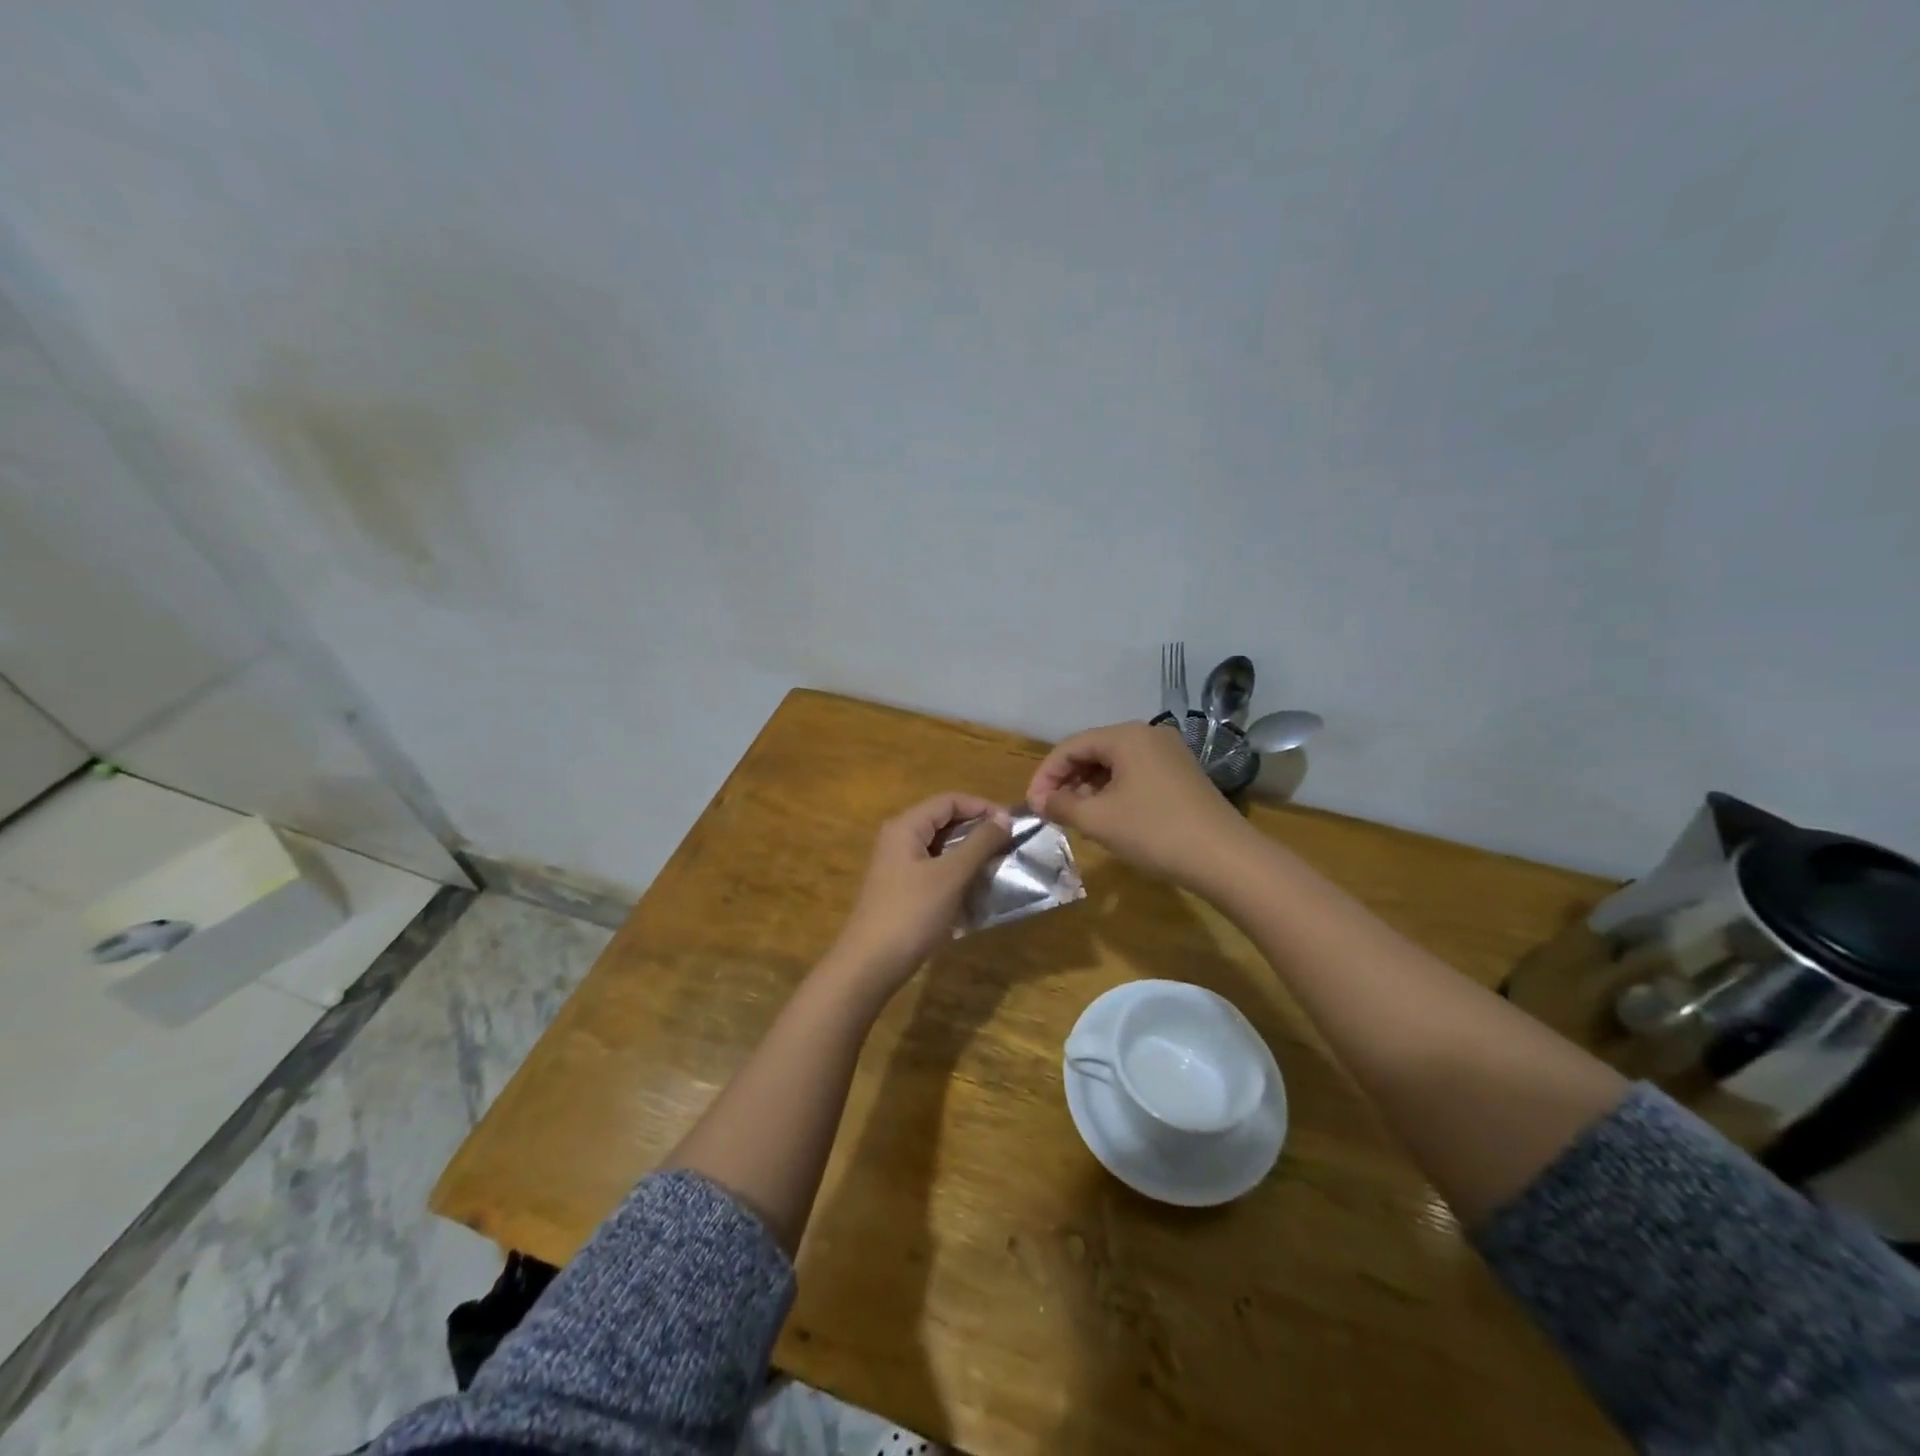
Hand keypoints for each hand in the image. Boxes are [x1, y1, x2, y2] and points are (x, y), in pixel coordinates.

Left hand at [828, 793, 1013, 990]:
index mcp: (906, 826)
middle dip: (978, 829)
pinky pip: (935, 868)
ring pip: (941, 846)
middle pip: (944, 821)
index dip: (982, 807)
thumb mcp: (951, 875)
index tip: (1012, 824)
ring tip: (999, 864)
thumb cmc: (911, 913)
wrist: (871, 964)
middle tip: (1010, 844)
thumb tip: (1004, 818)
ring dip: (970, 852)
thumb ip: (979, 843)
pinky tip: (977, 886)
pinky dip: (957, 871)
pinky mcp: (902, 888)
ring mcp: (899, 865)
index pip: (949, 800)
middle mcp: (899, 838)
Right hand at [1026, 720, 1252, 891]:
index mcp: (1126, 736)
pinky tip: (1107, 817)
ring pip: (1114, 764)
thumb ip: (1062, 805)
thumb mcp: (1099, 819)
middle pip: (1093, 751)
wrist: (1225, 858)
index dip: (1046, 775)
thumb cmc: (1154, 832)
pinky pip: (1135, 775)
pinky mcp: (1181, 775)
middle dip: (1067, 781)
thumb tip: (1040, 801)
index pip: (1071, 746)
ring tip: (1076, 817)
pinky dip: (1113, 792)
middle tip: (1051, 812)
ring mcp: (1169, 754)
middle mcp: (1148, 735)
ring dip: (1089, 788)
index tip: (1032, 805)